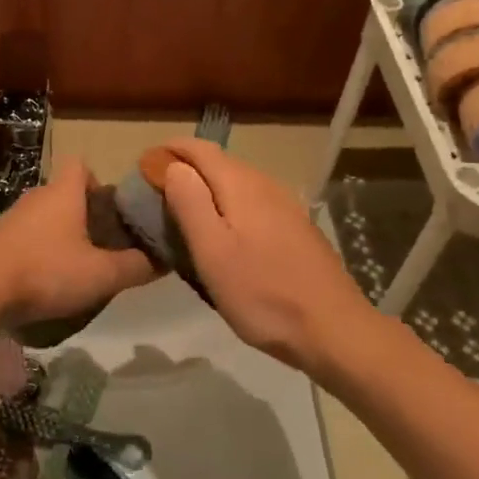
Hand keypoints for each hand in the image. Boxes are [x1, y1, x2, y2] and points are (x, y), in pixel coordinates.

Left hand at [0, 160, 156, 323]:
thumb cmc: (45, 270)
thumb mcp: (101, 275)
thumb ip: (135, 267)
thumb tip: (165, 260)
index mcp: (64, 193)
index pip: (81, 165)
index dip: (99, 182)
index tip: (113, 211)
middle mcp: (37, 197)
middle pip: (65, 194)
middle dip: (86, 216)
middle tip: (105, 245)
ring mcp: (12, 218)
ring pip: (45, 218)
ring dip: (61, 236)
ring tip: (78, 268)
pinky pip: (26, 238)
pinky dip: (39, 252)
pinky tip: (47, 281)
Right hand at [158, 139, 390, 374]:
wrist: (333, 330)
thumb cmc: (262, 294)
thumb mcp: (213, 252)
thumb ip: (190, 203)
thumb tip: (174, 166)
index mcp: (241, 185)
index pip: (200, 149)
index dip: (170, 150)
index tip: (144, 166)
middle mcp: (265, 185)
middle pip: (219, 163)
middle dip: (186, 170)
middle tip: (157, 196)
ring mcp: (286, 206)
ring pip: (237, 184)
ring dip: (207, 189)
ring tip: (184, 215)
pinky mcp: (296, 228)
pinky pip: (253, 203)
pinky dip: (229, 206)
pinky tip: (225, 235)